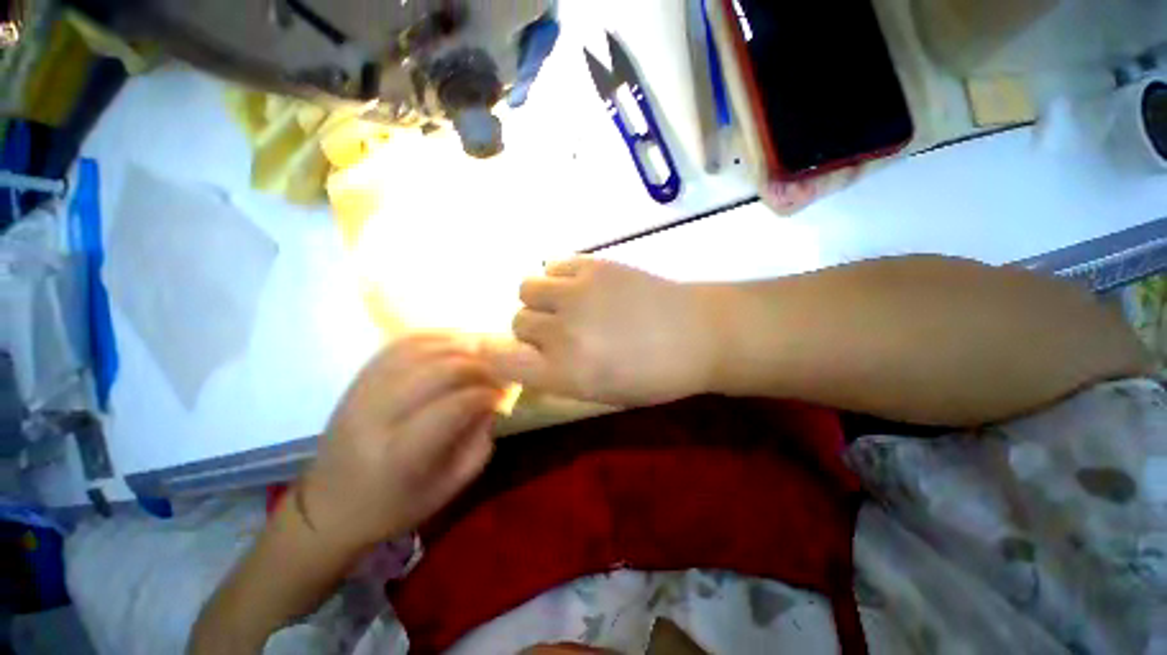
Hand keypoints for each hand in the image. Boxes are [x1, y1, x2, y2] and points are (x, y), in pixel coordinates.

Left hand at [297, 334, 503, 552]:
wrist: (329, 507)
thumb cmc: (395, 505)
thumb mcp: (449, 486)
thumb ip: (479, 441)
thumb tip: (490, 402)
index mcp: (401, 453)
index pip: (454, 405)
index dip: (485, 394)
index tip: (500, 396)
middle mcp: (377, 416)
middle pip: (438, 370)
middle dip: (477, 367)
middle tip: (494, 374)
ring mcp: (362, 393)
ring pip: (419, 350)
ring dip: (457, 347)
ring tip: (479, 355)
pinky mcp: (356, 381)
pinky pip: (398, 346)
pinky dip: (431, 339)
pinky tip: (451, 344)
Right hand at [484, 258, 722, 406]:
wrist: (697, 333)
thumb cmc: (654, 376)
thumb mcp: (601, 394)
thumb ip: (558, 377)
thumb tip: (528, 358)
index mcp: (565, 373)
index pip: (501, 361)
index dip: (493, 356)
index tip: (498, 353)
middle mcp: (562, 333)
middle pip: (516, 322)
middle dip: (531, 330)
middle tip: (557, 331)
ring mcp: (577, 293)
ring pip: (527, 288)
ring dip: (539, 299)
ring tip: (565, 304)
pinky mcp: (594, 265)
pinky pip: (553, 266)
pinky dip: (558, 277)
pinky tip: (580, 286)